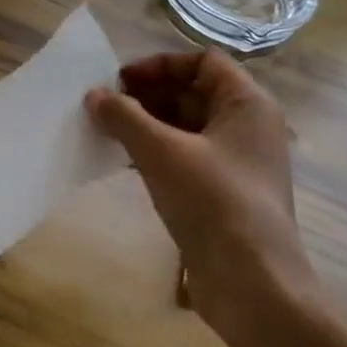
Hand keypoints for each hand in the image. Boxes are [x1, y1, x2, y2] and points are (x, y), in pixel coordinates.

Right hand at [85, 51, 319, 343]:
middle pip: (193, 92)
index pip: (203, 61)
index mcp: (247, 104)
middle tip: (105, 106)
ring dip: (146, 124)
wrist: (252, 284)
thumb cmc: (214, 202)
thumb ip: (124, 117)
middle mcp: (247, 127)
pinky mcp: (222, 193)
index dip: (160, 64)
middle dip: (147, 94)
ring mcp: (236, 163)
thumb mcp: (162, 152)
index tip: (121, 80)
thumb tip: (94, 96)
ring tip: (106, 131)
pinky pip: (184, 157)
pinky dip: (154, 152)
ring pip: (186, 126)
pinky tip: (123, 161)